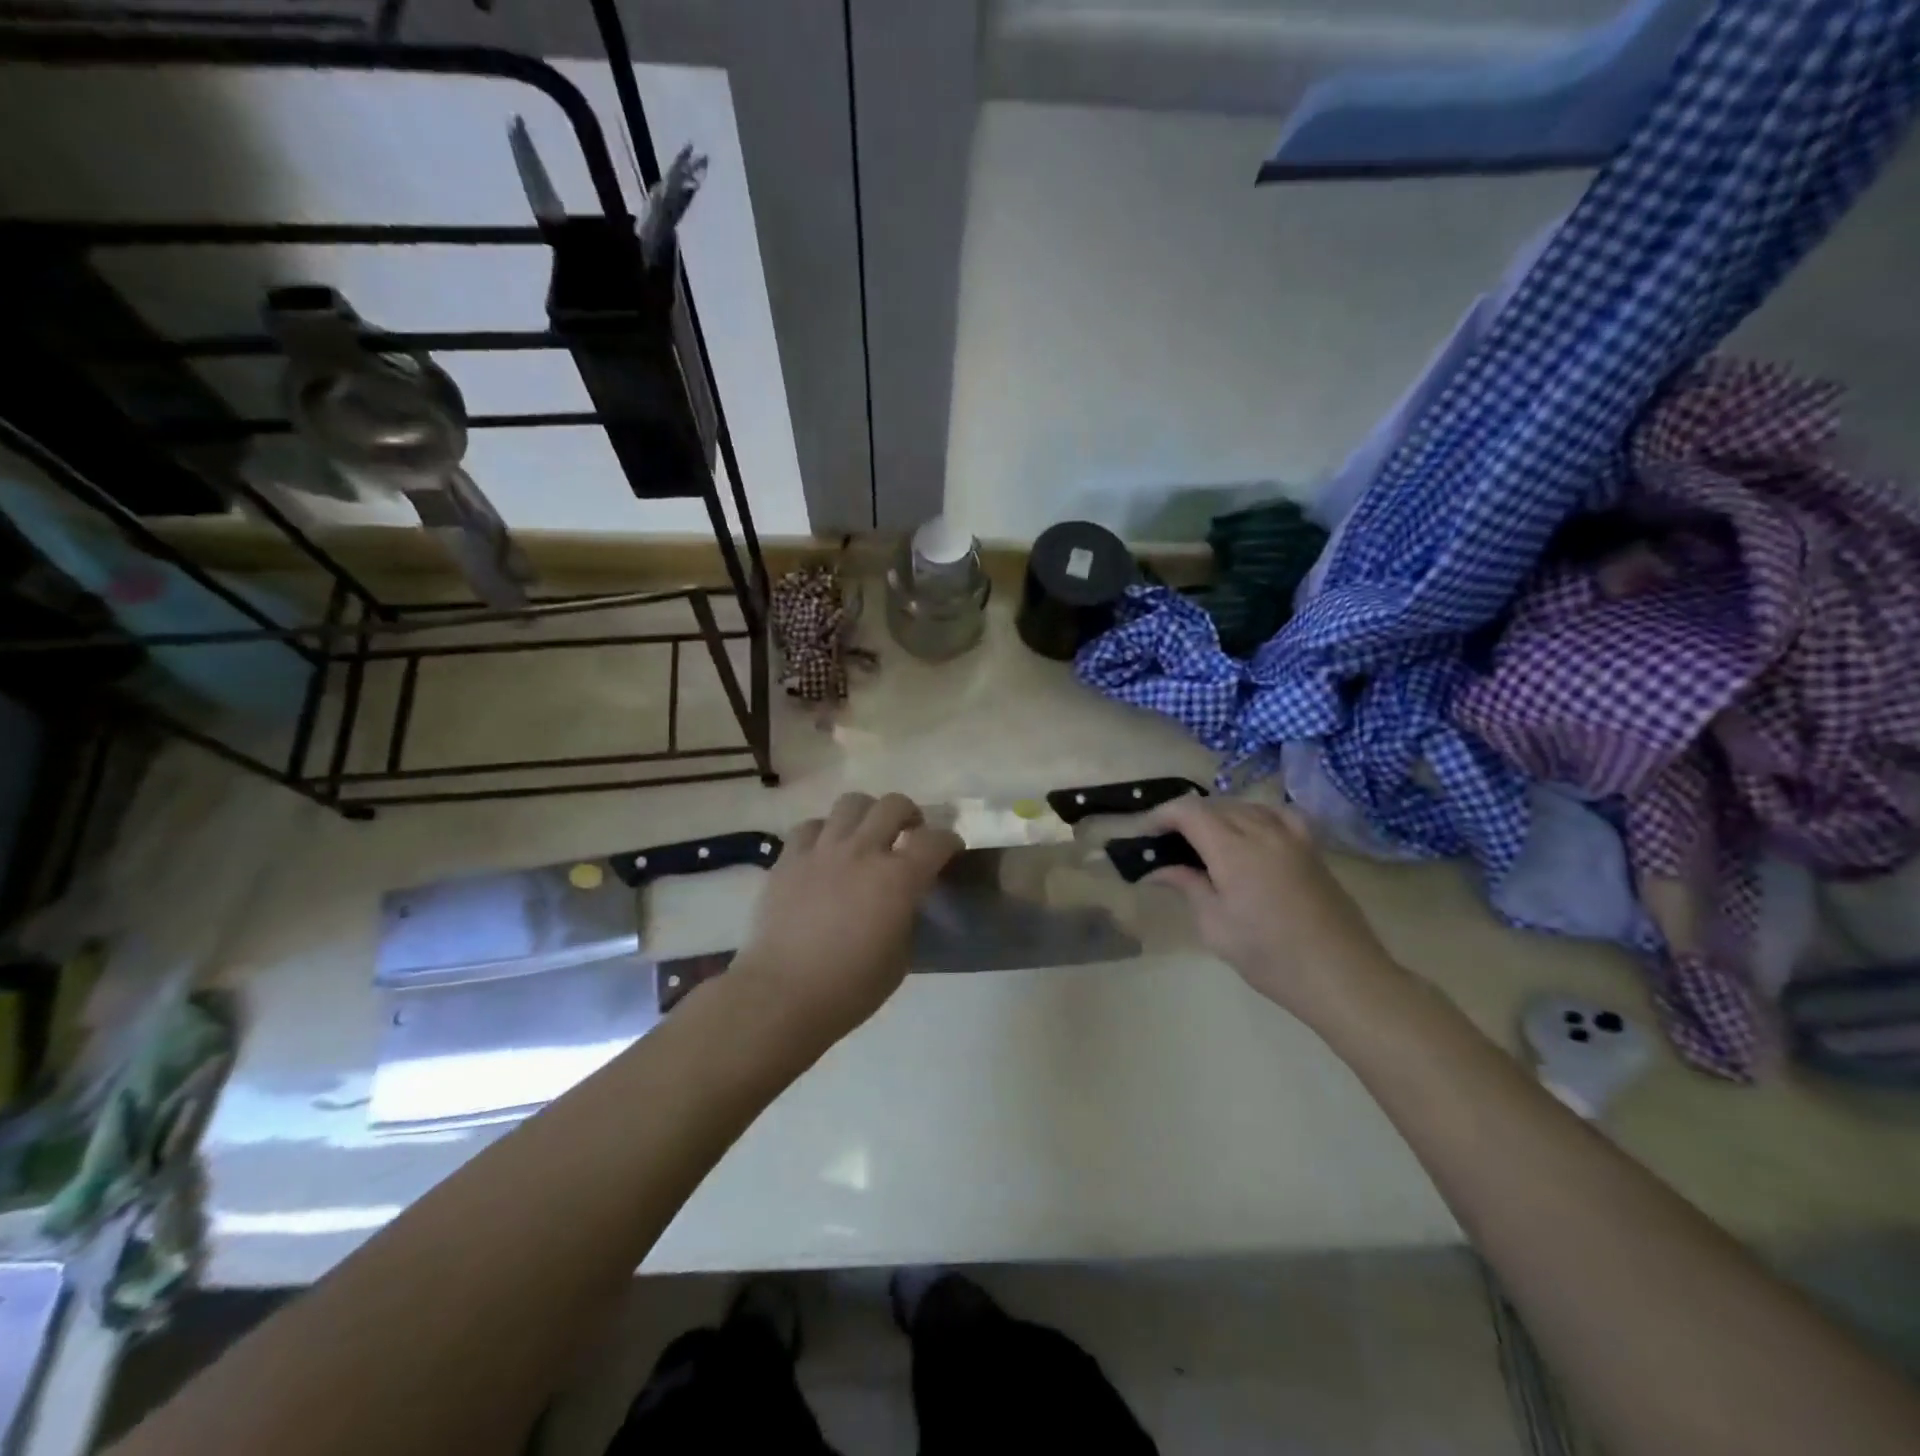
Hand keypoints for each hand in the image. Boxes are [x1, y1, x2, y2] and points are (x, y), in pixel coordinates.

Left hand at [735, 792, 961, 1037]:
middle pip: (894, 804)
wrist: (783, 995)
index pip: (936, 840)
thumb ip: (908, 916)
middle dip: (910, 814)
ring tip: (866, 835)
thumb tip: (906, 900)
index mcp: (898, 879)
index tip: (950, 850)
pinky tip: (825, 852)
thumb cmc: (850, 987)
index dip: (949, 841)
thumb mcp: (901, 956)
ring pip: (851, 802)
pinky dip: (824, 832)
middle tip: (909, 834)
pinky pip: (810, 826)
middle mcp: (863, 851)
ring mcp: (822, 850)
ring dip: (867, 814)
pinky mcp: (789, 858)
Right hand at [1146, 796, 1400, 1024]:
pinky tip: (1252, 832)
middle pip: (1215, 805)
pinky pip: (1278, 814)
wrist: (1342, 976)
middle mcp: (1262, 831)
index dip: (1161, 815)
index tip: (1145, 835)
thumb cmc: (1270, 957)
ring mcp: (1292, 837)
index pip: (1188, 811)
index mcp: (1233, 850)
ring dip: (1218, 815)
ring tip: (1204, 840)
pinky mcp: (1312, 848)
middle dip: (1185, 817)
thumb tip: (1159, 869)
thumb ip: (1188, 887)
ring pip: (1245, 806)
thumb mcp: (1216, 927)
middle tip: (1167, 845)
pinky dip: (1256, 814)